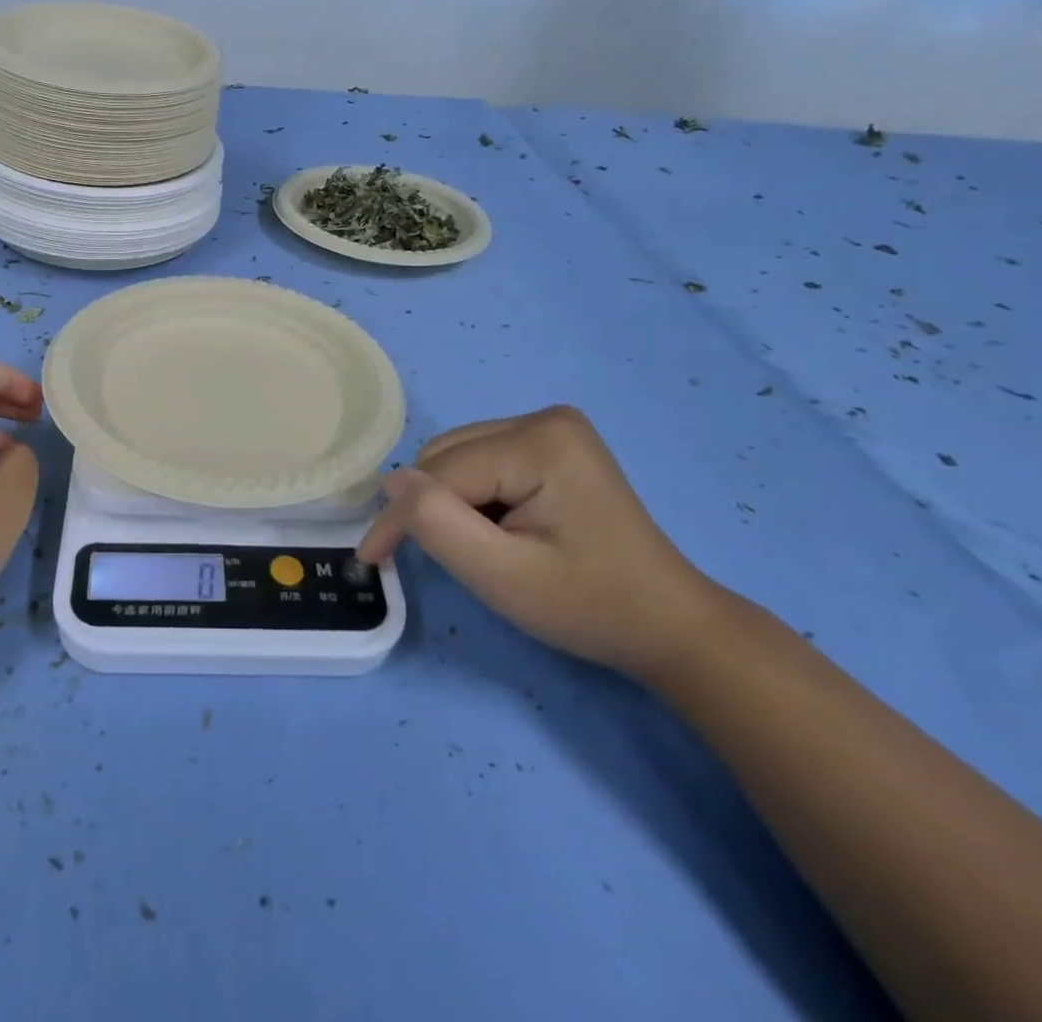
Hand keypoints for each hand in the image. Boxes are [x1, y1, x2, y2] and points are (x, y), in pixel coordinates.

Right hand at [357, 407, 721, 679]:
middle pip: (446, 457)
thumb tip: (390, 482)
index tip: (374, 561)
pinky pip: (481, 459)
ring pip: (458, 457)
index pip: (441, 472)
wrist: (667, 623)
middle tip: (451, 559)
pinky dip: (472, 496)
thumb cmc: (587, 606)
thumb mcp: (501, 575)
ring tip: (482, 546)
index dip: (404, 517)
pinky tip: (500, 527)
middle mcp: (544, 417)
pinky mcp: (553, 441)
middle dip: (433, 507)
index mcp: (539, 440)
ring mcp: (551, 425)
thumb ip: (436, 523)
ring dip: (450, 502)